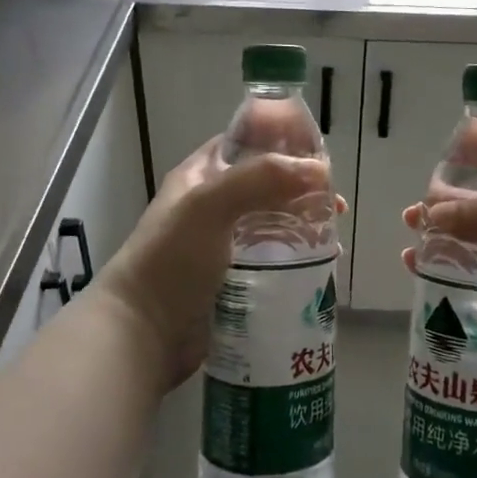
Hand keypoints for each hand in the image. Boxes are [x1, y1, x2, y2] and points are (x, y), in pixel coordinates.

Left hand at [98, 139, 341, 388]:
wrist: (141, 336)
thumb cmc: (171, 260)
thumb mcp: (209, 204)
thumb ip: (261, 178)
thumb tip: (320, 170)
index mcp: (202, 175)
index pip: (246, 143)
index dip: (281, 141)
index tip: (319, 153)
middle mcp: (214, 205)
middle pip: (268, 185)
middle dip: (302, 189)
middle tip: (335, 202)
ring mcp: (226, 244)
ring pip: (275, 223)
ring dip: (305, 224)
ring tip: (335, 234)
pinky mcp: (237, 281)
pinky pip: (275, 261)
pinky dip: (299, 259)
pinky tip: (324, 265)